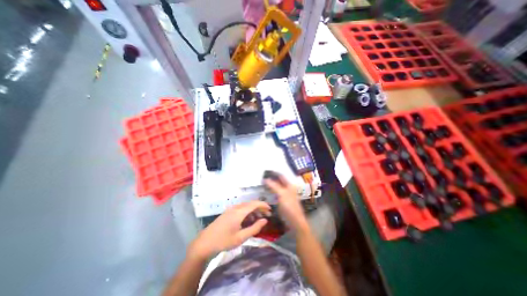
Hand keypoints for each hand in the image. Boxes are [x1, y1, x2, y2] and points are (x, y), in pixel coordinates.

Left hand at [189, 200, 271, 260]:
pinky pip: (241, 209)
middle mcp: (236, 208)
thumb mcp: (241, 238)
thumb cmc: (223, 241)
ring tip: (260, 218)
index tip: (270, 209)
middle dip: (260, 207)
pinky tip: (249, 219)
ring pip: (246, 206)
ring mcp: (231, 209)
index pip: (254, 204)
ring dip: (254, 210)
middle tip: (267, 215)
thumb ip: (254, 228)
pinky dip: (247, 212)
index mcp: (239, 212)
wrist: (204, 243)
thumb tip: (265, 220)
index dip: (263, 205)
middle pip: (251, 204)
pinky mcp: (228, 212)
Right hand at [263, 172, 308, 232]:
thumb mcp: (281, 194)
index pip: (281, 176)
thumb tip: (265, 179)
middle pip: (278, 182)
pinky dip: (270, 193)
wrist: (295, 222)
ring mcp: (285, 195)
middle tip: (261, 179)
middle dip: (271, 180)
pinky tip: (265, 193)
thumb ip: (274, 186)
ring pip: (276, 188)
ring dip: (270, 186)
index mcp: (289, 185)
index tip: (265, 172)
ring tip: (261, 185)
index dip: (274, 173)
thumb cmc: (289, 206)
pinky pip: (275, 195)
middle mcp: (287, 189)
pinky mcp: (282, 202)